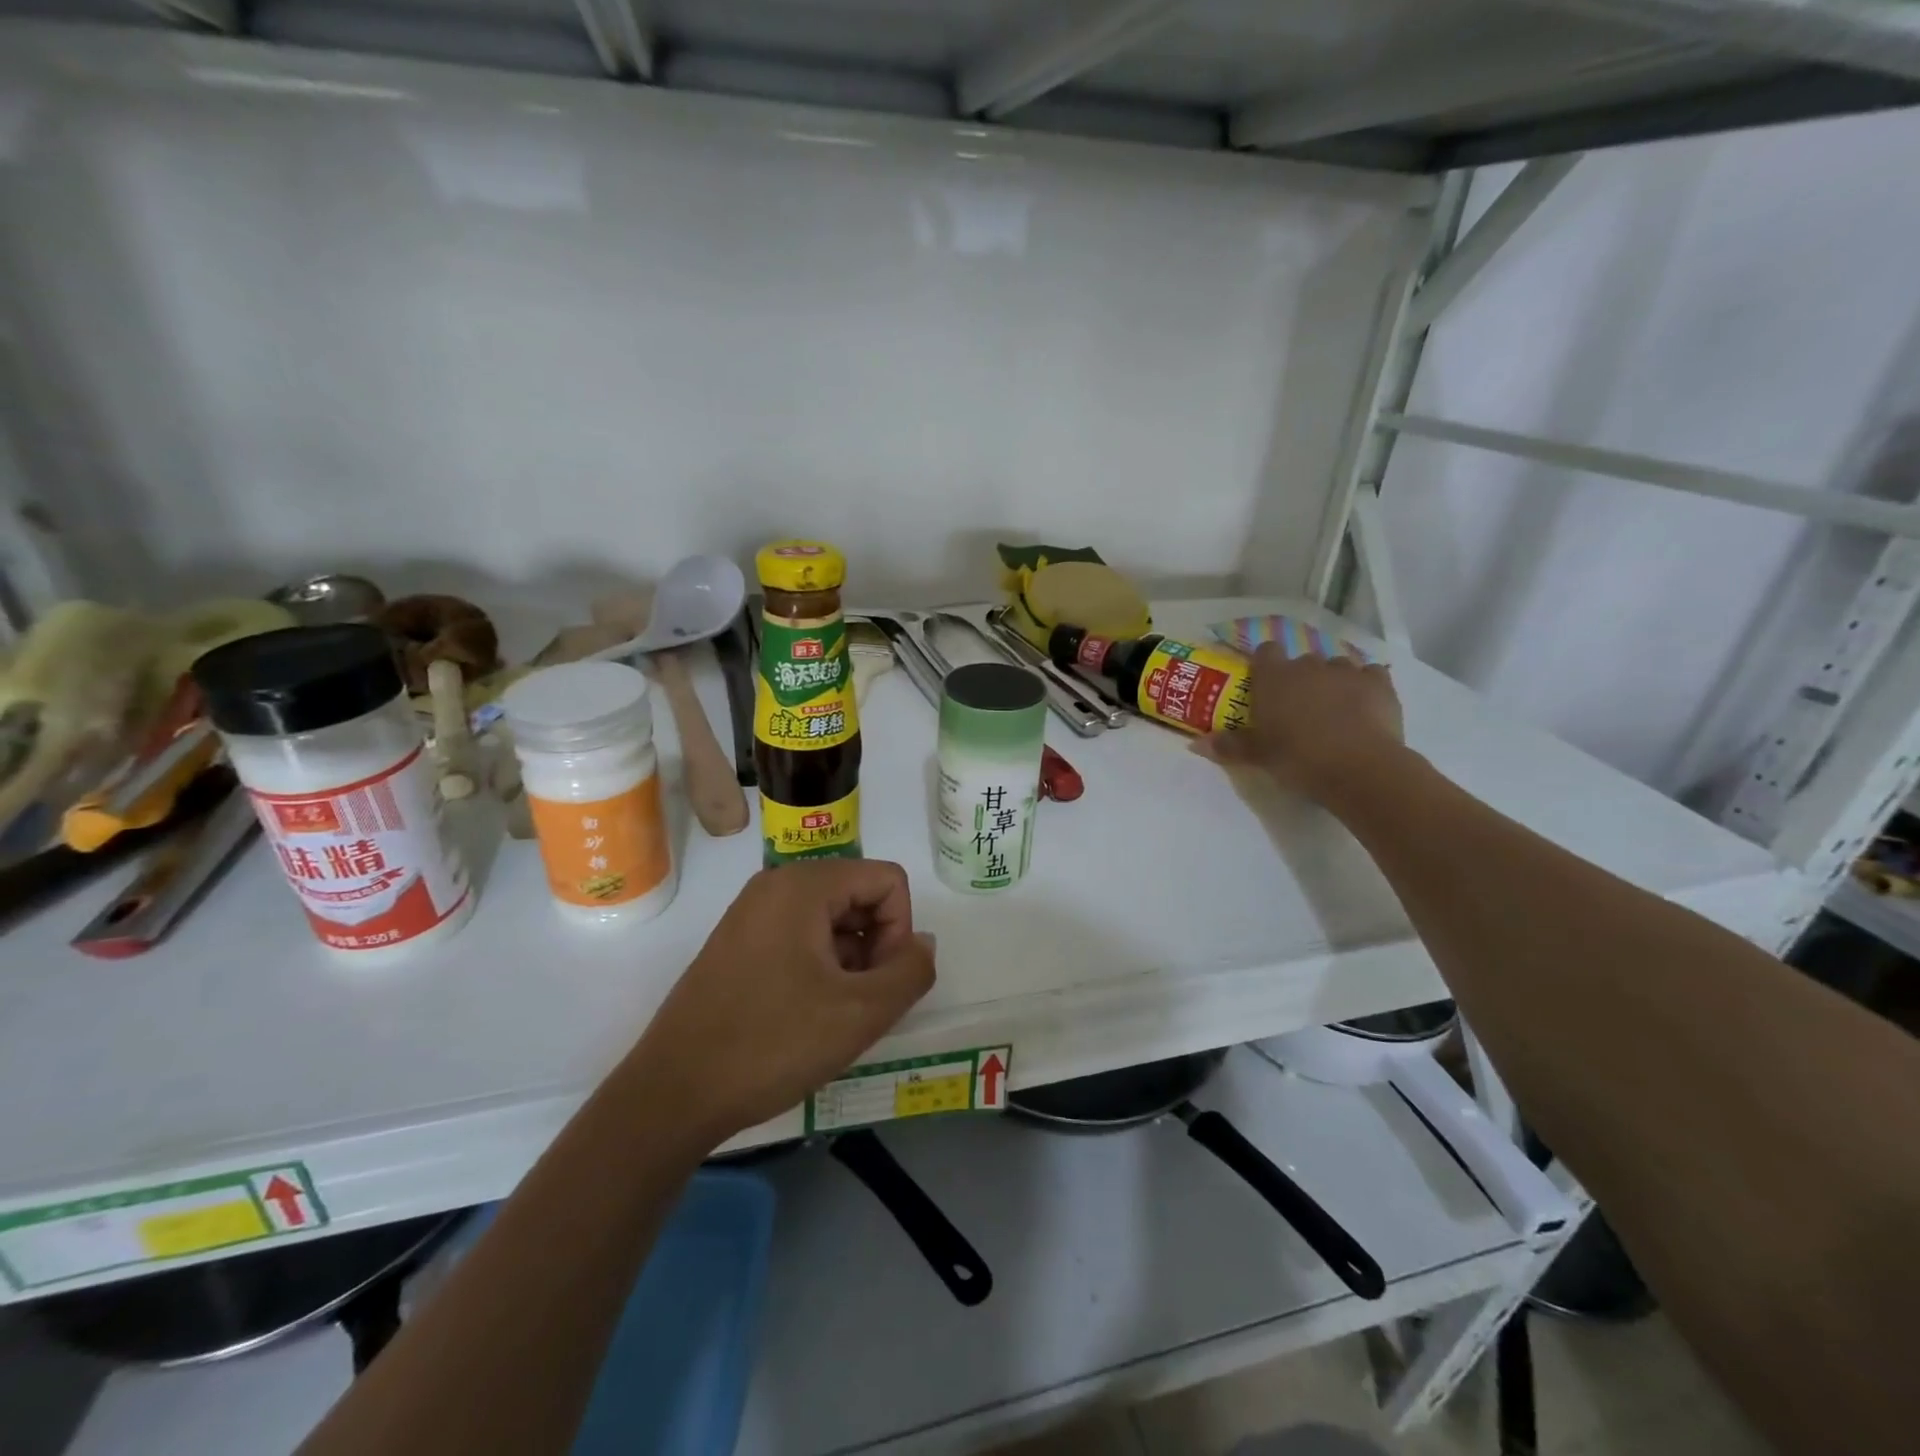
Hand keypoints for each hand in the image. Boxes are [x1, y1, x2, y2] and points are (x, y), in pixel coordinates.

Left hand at [624, 860, 934, 1144]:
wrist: (672, 1094)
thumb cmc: (771, 1044)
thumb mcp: (860, 1014)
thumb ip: (910, 972)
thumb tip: (921, 944)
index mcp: (804, 885)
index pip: (887, 880)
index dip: (900, 931)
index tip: (882, 983)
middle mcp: (775, 885)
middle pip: (859, 895)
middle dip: (875, 946)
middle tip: (861, 1003)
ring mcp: (751, 914)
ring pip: (831, 919)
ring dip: (850, 961)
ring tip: (834, 1015)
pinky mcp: (737, 944)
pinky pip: (800, 936)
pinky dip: (820, 967)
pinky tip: (807, 1016)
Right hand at [1199, 644, 1405, 799]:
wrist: (1358, 767)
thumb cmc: (1297, 758)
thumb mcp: (1257, 756)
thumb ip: (1228, 746)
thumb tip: (1195, 744)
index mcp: (1274, 678)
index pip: (1265, 652)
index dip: (1265, 665)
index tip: (1265, 685)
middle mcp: (1308, 666)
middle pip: (1302, 661)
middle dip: (1300, 679)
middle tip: (1297, 708)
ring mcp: (1346, 671)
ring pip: (1336, 666)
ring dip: (1332, 681)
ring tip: (1333, 709)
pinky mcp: (1379, 683)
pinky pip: (1370, 674)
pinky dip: (1366, 685)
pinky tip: (1364, 706)